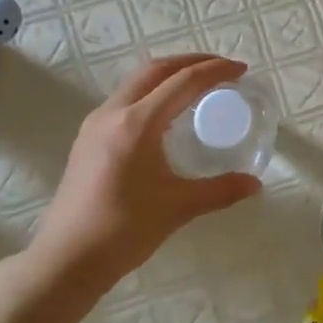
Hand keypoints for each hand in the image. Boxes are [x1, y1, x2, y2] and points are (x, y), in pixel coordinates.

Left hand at [32, 54, 262, 281]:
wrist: (67, 259)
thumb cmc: (123, 231)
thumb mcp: (178, 207)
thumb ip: (220, 191)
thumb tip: (255, 184)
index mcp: (137, 124)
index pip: (182, 82)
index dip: (214, 71)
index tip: (240, 69)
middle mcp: (112, 113)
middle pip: (155, 70)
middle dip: (190, 62)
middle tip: (221, 69)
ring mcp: (95, 125)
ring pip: (136, 83)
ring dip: (168, 76)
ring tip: (197, 86)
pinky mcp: (87, 139)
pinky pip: (125, 101)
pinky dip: (151, 94)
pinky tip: (166, 115)